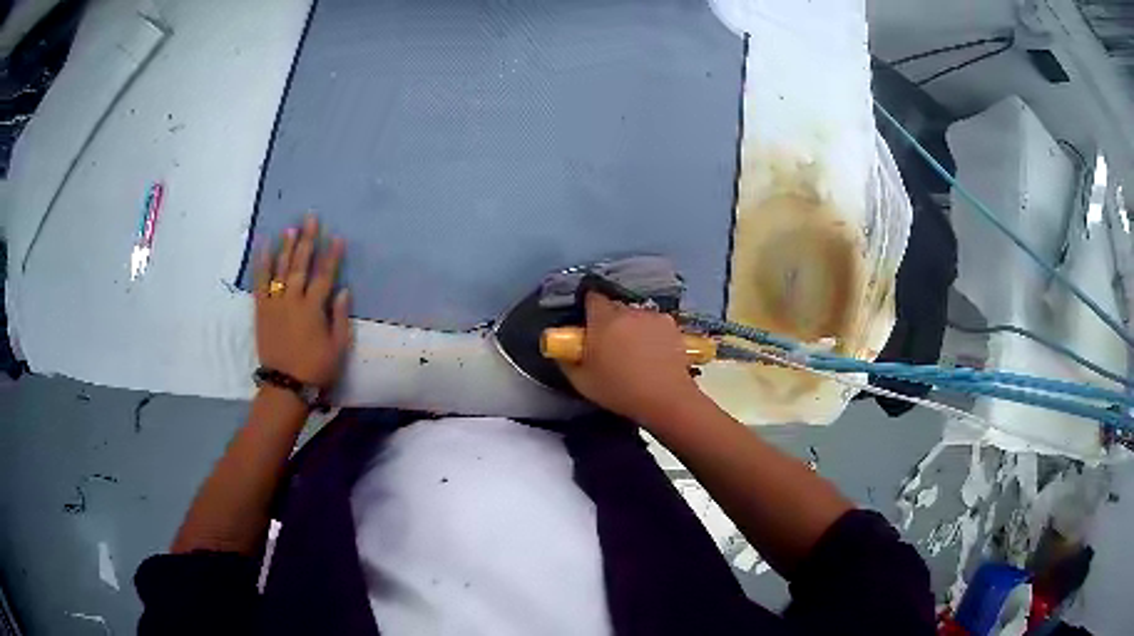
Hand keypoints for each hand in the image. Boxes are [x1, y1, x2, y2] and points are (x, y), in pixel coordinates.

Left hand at [253, 215, 350, 389]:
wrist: (285, 385)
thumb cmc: (316, 368)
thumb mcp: (338, 347)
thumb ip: (339, 316)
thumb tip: (343, 289)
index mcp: (313, 309)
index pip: (324, 275)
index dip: (331, 255)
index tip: (337, 236)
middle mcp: (292, 300)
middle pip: (300, 265)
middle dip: (307, 240)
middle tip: (310, 218)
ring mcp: (274, 304)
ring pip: (280, 270)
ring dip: (285, 248)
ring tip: (290, 228)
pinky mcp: (261, 310)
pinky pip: (260, 283)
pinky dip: (262, 264)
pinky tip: (264, 248)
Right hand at [559, 292, 704, 425]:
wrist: (666, 398)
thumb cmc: (619, 390)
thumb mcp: (582, 381)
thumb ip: (567, 360)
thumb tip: (562, 348)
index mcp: (604, 319)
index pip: (592, 297)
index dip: (588, 309)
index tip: (587, 325)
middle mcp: (629, 311)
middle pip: (615, 307)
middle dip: (610, 320)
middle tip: (609, 344)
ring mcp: (654, 316)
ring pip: (637, 315)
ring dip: (632, 326)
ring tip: (634, 351)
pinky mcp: (673, 327)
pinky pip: (655, 324)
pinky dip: (651, 333)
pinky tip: (653, 354)